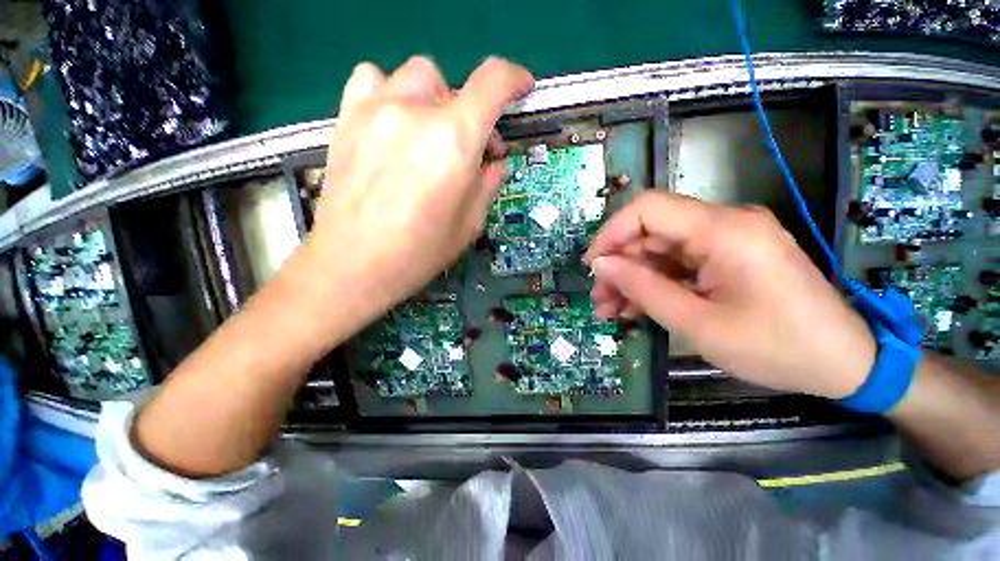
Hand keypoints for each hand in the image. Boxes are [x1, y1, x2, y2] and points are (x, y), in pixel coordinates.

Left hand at [306, 56, 532, 317]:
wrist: (353, 266)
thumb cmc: (419, 253)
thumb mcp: (469, 225)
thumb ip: (487, 185)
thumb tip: (494, 163)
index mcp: (453, 142)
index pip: (492, 83)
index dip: (514, 79)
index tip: (522, 89)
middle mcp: (415, 113)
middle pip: (455, 85)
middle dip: (472, 115)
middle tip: (470, 151)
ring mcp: (375, 110)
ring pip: (417, 76)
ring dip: (435, 100)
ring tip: (431, 135)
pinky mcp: (346, 119)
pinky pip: (372, 80)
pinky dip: (391, 92)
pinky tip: (394, 122)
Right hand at [584, 192, 875, 398]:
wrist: (845, 363)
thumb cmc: (778, 348)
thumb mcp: (699, 324)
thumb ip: (644, 289)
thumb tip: (602, 266)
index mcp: (724, 231)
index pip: (648, 208)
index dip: (611, 233)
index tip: (593, 266)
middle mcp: (725, 223)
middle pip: (651, 231)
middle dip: (619, 264)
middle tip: (599, 299)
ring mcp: (727, 239)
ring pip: (660, 249)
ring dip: (632, 277)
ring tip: (610, 309)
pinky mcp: (729, 256)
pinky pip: (678, 262)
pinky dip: (654, 283)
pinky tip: (636, 307)